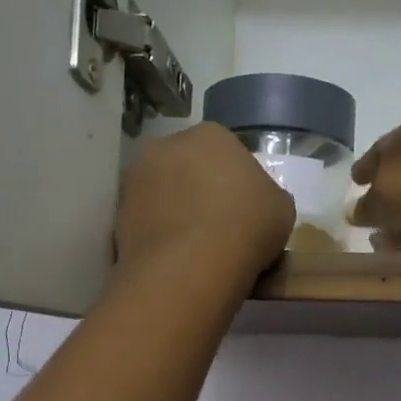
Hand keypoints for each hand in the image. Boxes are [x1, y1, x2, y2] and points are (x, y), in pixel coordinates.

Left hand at [115, 122, 295, 284]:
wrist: (191, 266)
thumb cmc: (247, 227)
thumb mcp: (282, 209)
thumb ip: (267, 196)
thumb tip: (256, 203)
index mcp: (211, 134)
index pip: (227, 152)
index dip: (237, 182)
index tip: (245, 211)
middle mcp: (166, 145)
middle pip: (188, 167)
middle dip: (200, 190)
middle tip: (219, 227)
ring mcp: (136, 178)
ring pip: (163, 193)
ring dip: (175, 212)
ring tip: (195, 248)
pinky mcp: (118, 213)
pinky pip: (146, 221)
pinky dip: (158, 235)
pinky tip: (175, 260)